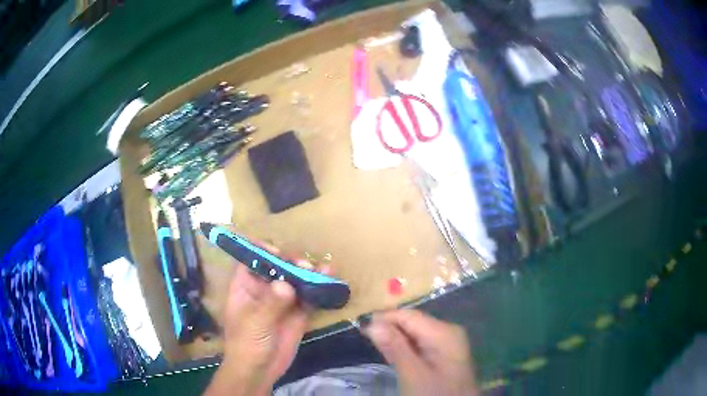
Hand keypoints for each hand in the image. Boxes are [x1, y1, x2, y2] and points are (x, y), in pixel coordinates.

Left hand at [205, 244, 328, 395]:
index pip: (251, 260)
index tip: (277, 251)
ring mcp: (282, 301)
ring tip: (323, 268)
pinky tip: (330, 282)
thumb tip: (286, 284)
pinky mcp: (298, 314)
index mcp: (245, 287)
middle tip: (305, 265)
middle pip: (277, 267)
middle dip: (291, 262)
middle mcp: (264, 290)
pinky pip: (309, 297)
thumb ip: (270, 304)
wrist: (259, 372)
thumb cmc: (246, 345)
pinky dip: (320, 290)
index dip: (261, 251)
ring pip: (296, 280)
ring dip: (309, 273)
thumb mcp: (255, 324)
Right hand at [364, 309, 478, 395]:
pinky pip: (420, 345)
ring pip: (415, 335)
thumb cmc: (434, 393)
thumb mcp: (412, 373)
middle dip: (390, 329)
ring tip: (377, 347)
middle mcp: (448, 331)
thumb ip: (394, 347)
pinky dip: (405, 349)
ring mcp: (448, 343)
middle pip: (413, 323)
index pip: (409, 315)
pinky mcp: (444, 355)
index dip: (384, 318)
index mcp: (444, 331)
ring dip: (396, 340)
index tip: (361, 327)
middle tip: (367, 339)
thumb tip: (373, 323)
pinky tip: (394, 356)